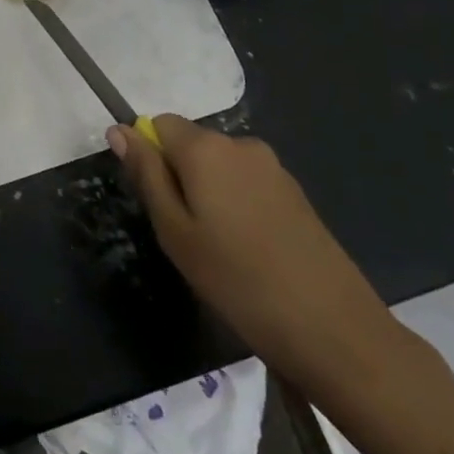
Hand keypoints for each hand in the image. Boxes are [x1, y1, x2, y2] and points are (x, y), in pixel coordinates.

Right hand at [110, 116, 453, 453]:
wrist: (334, 330)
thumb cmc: (238, 281)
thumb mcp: (175, 233)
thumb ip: (146, 175)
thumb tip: (119, 130)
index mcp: (205, 148)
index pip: (159, 124)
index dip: (150, 157)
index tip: (158, 203)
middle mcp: (239, 144)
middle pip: (192, 143)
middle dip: (180, 176)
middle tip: (185, 234)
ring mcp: (273, 167)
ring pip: (220, 166)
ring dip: (210, 193)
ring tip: (220, 249)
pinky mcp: (296, 193)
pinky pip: (248, 183)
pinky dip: (238, 205)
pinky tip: (251, 251)